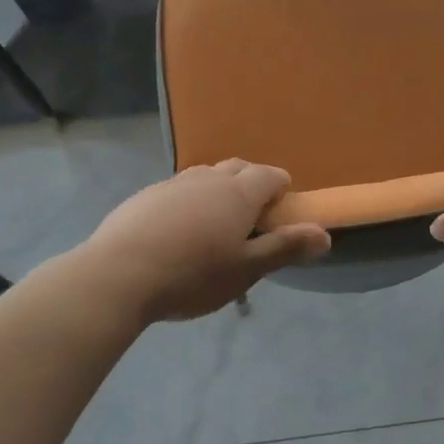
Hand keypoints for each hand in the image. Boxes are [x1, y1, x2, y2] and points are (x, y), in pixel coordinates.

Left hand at [78, 160, 329, 323]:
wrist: (118, 275)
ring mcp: (172, 184)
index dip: (281, 187)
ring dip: (218, 190)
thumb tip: (325, 234)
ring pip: (205, 176)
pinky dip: (189, 201)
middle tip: (253, 215)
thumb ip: (285, 248)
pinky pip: (177, 190)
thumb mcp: (246, 269)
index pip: (269, 176)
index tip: (282, 207)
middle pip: (238, 168)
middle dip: (251, 183)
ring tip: (216, 222)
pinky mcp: (144, 197)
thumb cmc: (192, 275)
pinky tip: (178, 230)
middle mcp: (207, 179)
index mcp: (238, 193)